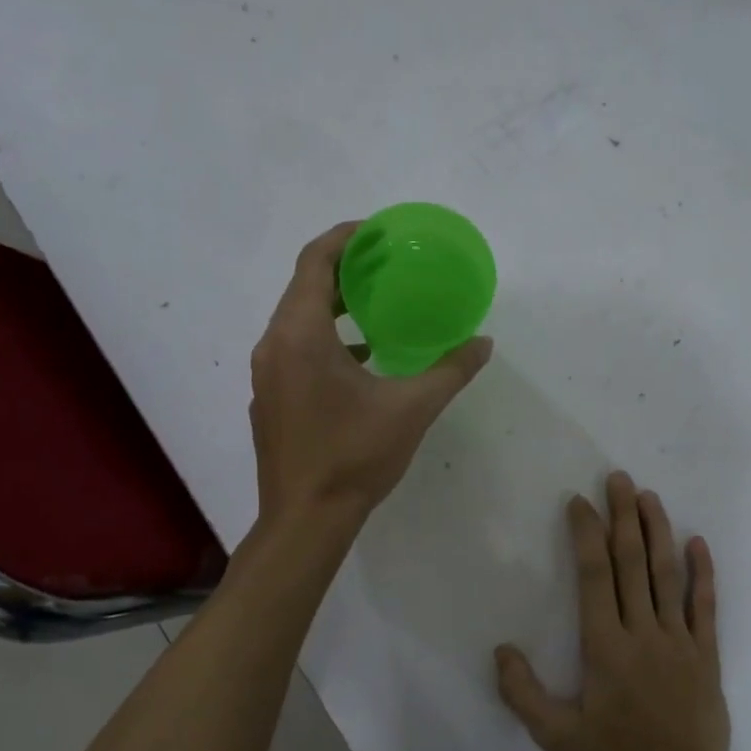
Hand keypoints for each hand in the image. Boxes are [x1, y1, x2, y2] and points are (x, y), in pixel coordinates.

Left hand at [250, 222, 492, 525]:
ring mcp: (266, 375)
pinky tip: (361, 358)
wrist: (305, 519)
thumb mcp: (412, 409)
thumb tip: (484, 343)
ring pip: (296, 321)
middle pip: (303, 287)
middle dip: (343, 269)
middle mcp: (273, 345)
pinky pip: (293, 350)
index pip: (315, 262)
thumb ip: (450, 370)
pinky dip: (324, 340)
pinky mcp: (269, 400)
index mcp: (300, 335)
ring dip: (332, 306)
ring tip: (375, 305)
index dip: (345, 237)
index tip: (378, 231)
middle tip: (384, 264)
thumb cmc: (355, 457)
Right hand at [495, 471, 726, 750]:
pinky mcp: (706, 656)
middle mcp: (642, 632)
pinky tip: (698, 543)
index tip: (580, 502)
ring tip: (649, 497)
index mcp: (605, 646)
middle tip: (618, 478)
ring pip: (667, 575)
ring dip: (657, 532)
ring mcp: (679, 641)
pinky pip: (705, 606)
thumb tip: (501, 649)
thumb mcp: (556, 737)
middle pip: (632, 563)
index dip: (586, 534)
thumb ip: (523, 693)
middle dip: (623, 517)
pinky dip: (702, 573)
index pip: (594, 575)